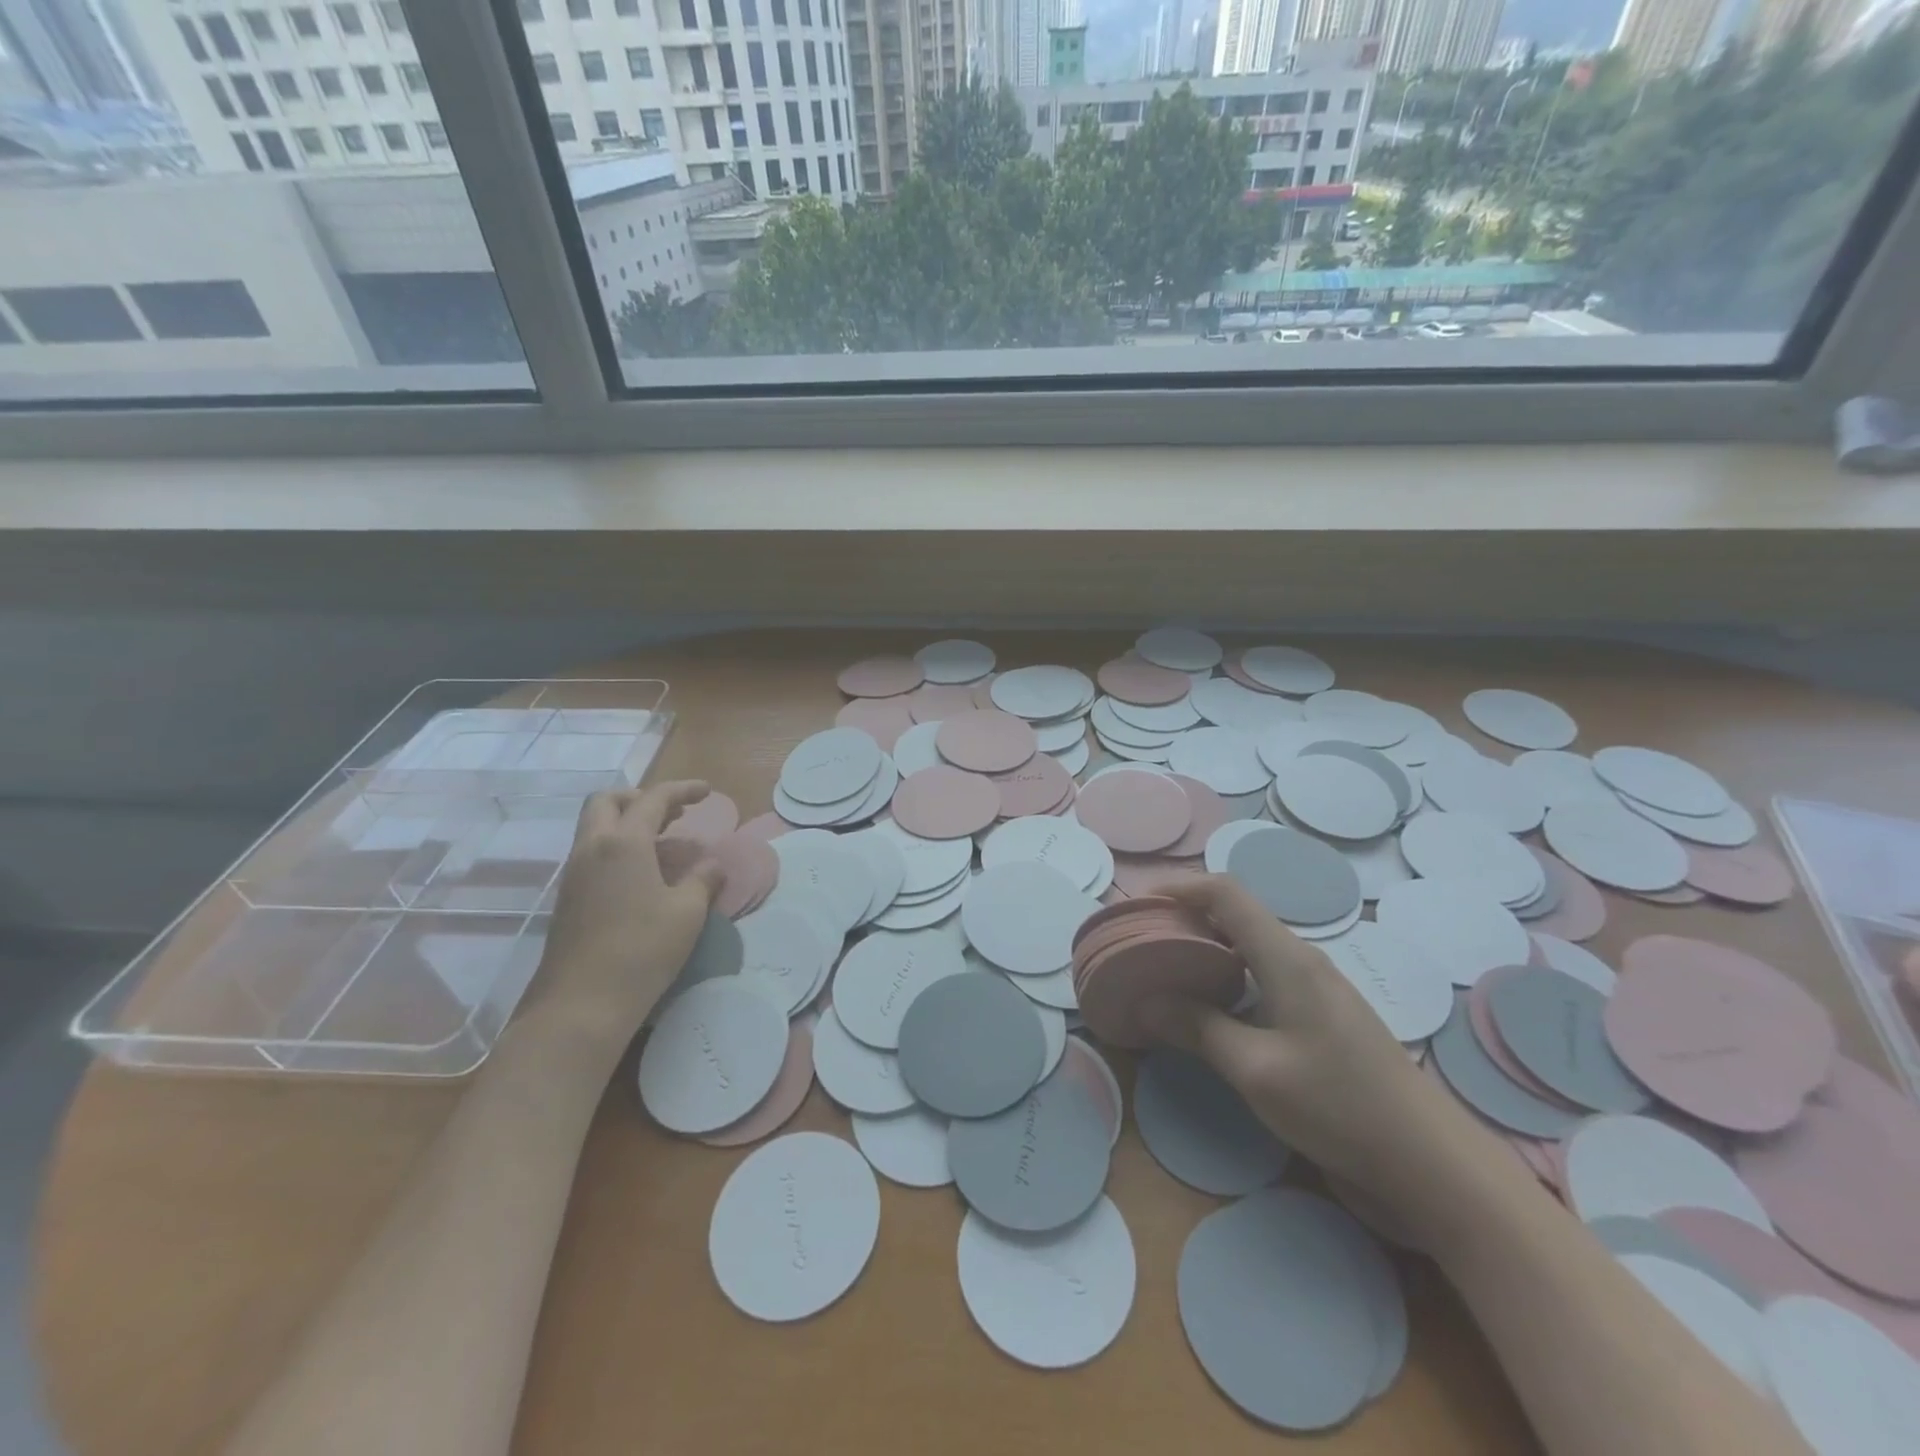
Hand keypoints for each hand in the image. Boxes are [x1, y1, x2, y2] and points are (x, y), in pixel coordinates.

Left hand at [525, 781, 723, 1048]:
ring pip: (595, 828)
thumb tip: (713, 864)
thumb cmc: (642, 951)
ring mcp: (574, 875)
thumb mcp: (687, 913)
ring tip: (665, 842)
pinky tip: (643, 875)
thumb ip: (703, 880)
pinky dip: (618, 848)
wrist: (580, 1005)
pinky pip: (592, 854)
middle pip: (608, 802)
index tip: (707, 791)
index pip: (653, 799)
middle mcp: (592, 849)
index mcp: (623, 843)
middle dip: (641, 797)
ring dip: (628, 823)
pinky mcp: (568, 899)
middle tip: (673, 813)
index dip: (682, 790)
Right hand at [1140, 875, 1461, 1214]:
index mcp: (1287, 957)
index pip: (1226, 893)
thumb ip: (1198, 1028)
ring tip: (1164, 971)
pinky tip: (1209, 1007)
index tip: (1138, 904)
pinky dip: (1227, 977)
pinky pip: (1264, 976)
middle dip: (1185, 918)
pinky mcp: (1322, 1018)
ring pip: (1249, 947)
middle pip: (1235, 915)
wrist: (1432, 1165)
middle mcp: (1302, 960)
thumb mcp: (1256, 1070)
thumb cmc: (1341, 1107)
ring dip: (1205, 949)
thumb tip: (1146, 1001)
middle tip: (1141, 942)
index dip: (1179, 887)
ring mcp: (1316, 989)